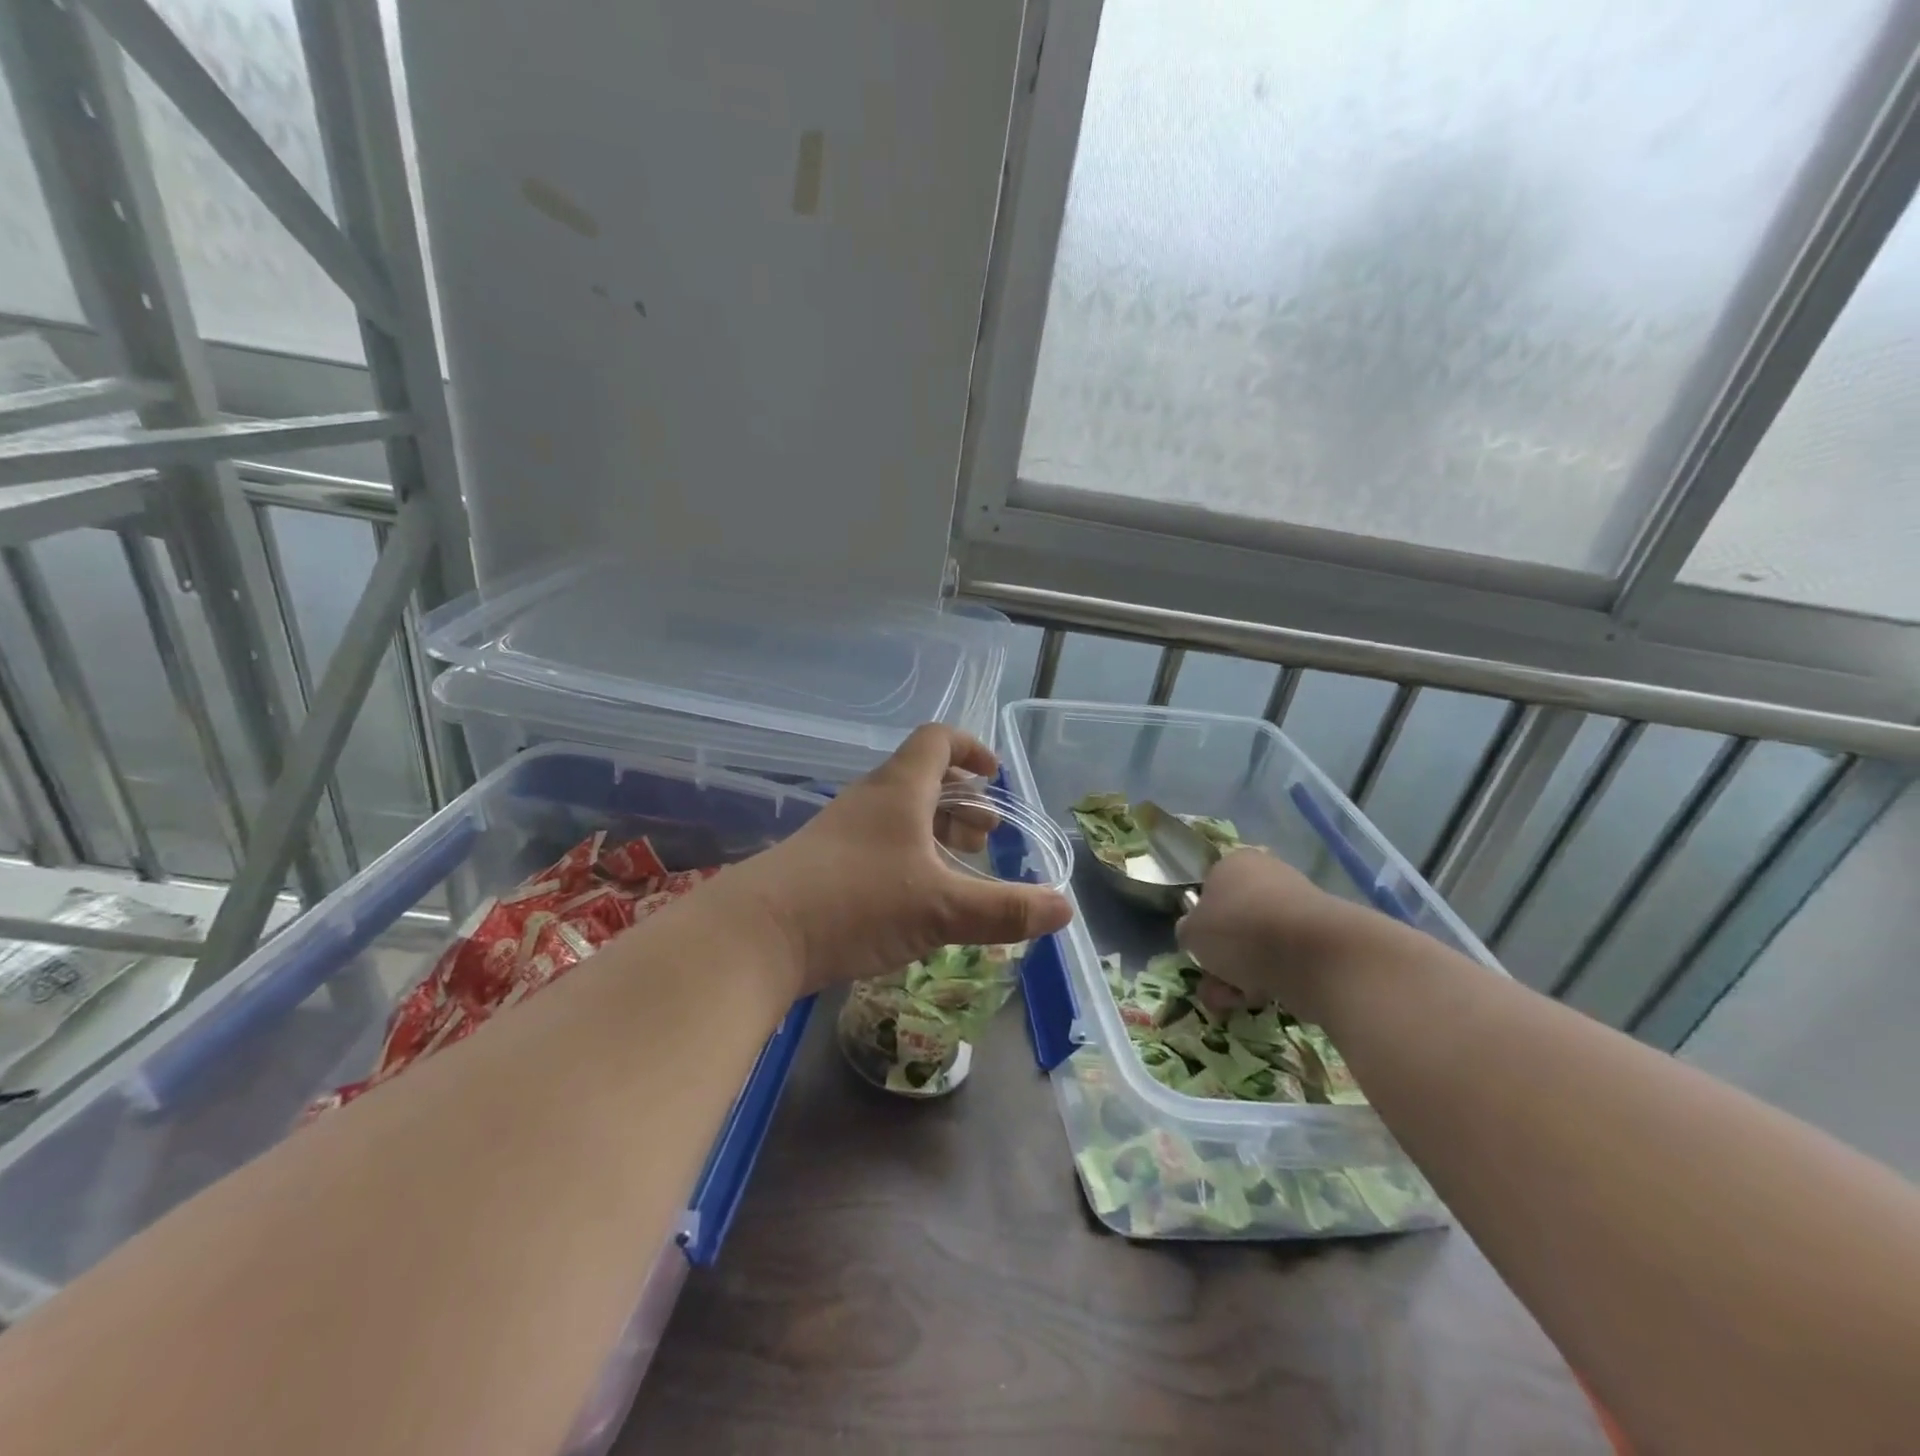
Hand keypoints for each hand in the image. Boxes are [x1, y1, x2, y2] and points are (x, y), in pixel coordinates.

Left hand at [728, 724, 1073, 995]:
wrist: (756, 935)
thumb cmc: (857, 901)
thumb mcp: (941, 908)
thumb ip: (1005, 909)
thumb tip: (1065, 908)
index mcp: (899, 790)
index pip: (937, 741)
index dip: (971, 749)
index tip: (995, 776)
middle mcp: (870, 801)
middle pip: (921, 780)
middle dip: (961, 802)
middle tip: (987, 835)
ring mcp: (841, 833)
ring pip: (899, 817)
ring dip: (935, 832)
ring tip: (960, 866)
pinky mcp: (824, 866)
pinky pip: (878, 847)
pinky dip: (909, 859)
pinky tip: (918, 899)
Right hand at [1176, 848, 1385, 1022]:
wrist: (1314, 955)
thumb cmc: (1240, 930)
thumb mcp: (1192, 933)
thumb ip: (1187, 932)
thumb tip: (1194, 934)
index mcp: (1234, 863)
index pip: (1209, 889)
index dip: (1201, 923)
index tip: (1199, 951)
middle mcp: (1268, 876)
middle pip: (1235, 921)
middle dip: (1222, 958)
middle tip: (1214, 984)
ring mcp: (1298, 906)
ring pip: (1259, 944)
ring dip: (1242, 974)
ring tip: (1235, 1001)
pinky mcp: (1322, 938)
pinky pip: (1286, 959)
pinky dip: (1273, 979)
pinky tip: (1264, 1000)